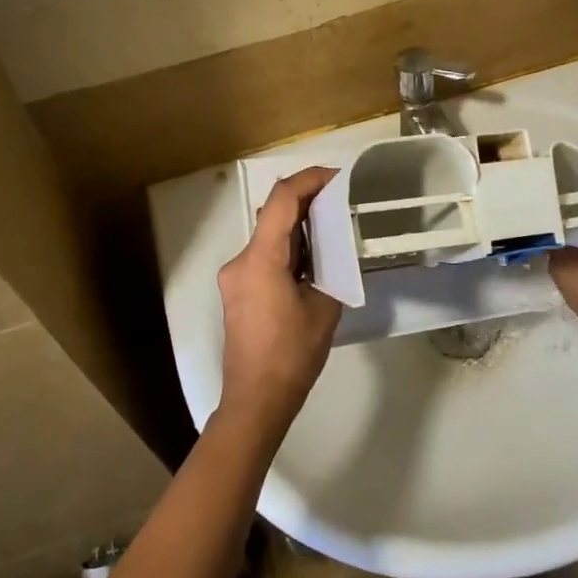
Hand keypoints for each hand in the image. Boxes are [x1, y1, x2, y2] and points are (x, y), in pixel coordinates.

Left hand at [216, 167, 342, 437]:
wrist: (257, 399)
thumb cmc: (293, 354)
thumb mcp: (324, 307)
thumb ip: (328, 268)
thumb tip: (332, 251)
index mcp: (261, 259)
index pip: (282, 199)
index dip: (310, 179)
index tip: (337, 177)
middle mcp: (240, 260)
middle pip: (273, 214)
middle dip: (307, 202)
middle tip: (341, 202)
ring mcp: (235, 276)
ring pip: (268, 234)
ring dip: (297, 227)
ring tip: (332, 230)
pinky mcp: (237, 291)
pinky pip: (263, 255)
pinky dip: (287, 248)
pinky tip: (312, 260)